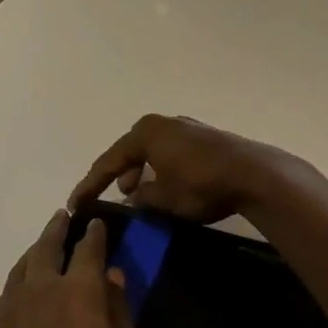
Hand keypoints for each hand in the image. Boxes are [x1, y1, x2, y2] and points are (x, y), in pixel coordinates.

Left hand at [0, 212, 143, 327]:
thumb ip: (120, 315)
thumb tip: (112, 278)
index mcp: (79, 293)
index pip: (90, 249)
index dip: (96, 234)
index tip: (98, 223)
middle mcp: (39, 291)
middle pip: (47, 247)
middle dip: (58, 229)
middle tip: (64, 217)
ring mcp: (5, 313)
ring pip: (20, 269)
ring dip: (34, 253)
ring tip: (42, 248)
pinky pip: (4, 299)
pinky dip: (17, 287)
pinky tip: (22, 299)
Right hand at [69, 114, 288, 224]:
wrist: (252, 174)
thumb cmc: (200, 184)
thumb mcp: (163, 199)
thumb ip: (142, 198)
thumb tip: (134, 197)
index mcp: (146, 133)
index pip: (109, 161)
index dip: (91, 184)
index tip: (75, 203)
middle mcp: (164, 124)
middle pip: (130, 151)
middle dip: (118, 174)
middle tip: (107, 197)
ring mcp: (187, 128)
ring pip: (153, 152)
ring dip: (142, 173)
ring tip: (137, 194)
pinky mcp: (205, 138)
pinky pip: (171, 154)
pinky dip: (162, 169)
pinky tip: (165, 186)